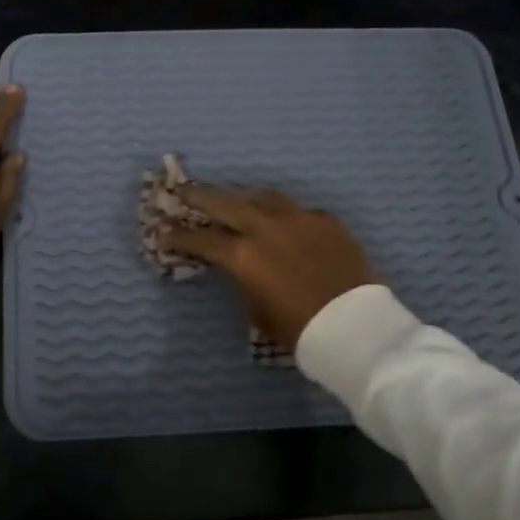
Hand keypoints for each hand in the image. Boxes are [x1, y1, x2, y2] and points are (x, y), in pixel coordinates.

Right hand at [166, 187, 376, 350]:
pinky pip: (297, 210)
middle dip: (199, 196)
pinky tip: (283, 222)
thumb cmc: (300, 330)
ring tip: (234, 199)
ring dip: (243, 197)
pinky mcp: (325, 220)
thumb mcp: (257, 310)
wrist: (356, 327)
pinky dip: (282, 214)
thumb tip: (242, 265)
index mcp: (243, 254)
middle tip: (183, 189)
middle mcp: (266, 227)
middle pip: (224, 202)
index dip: (179, 236)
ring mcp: (298, 218)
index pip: (201, 239)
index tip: (163, 231)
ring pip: (262, 196)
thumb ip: (244, 279)